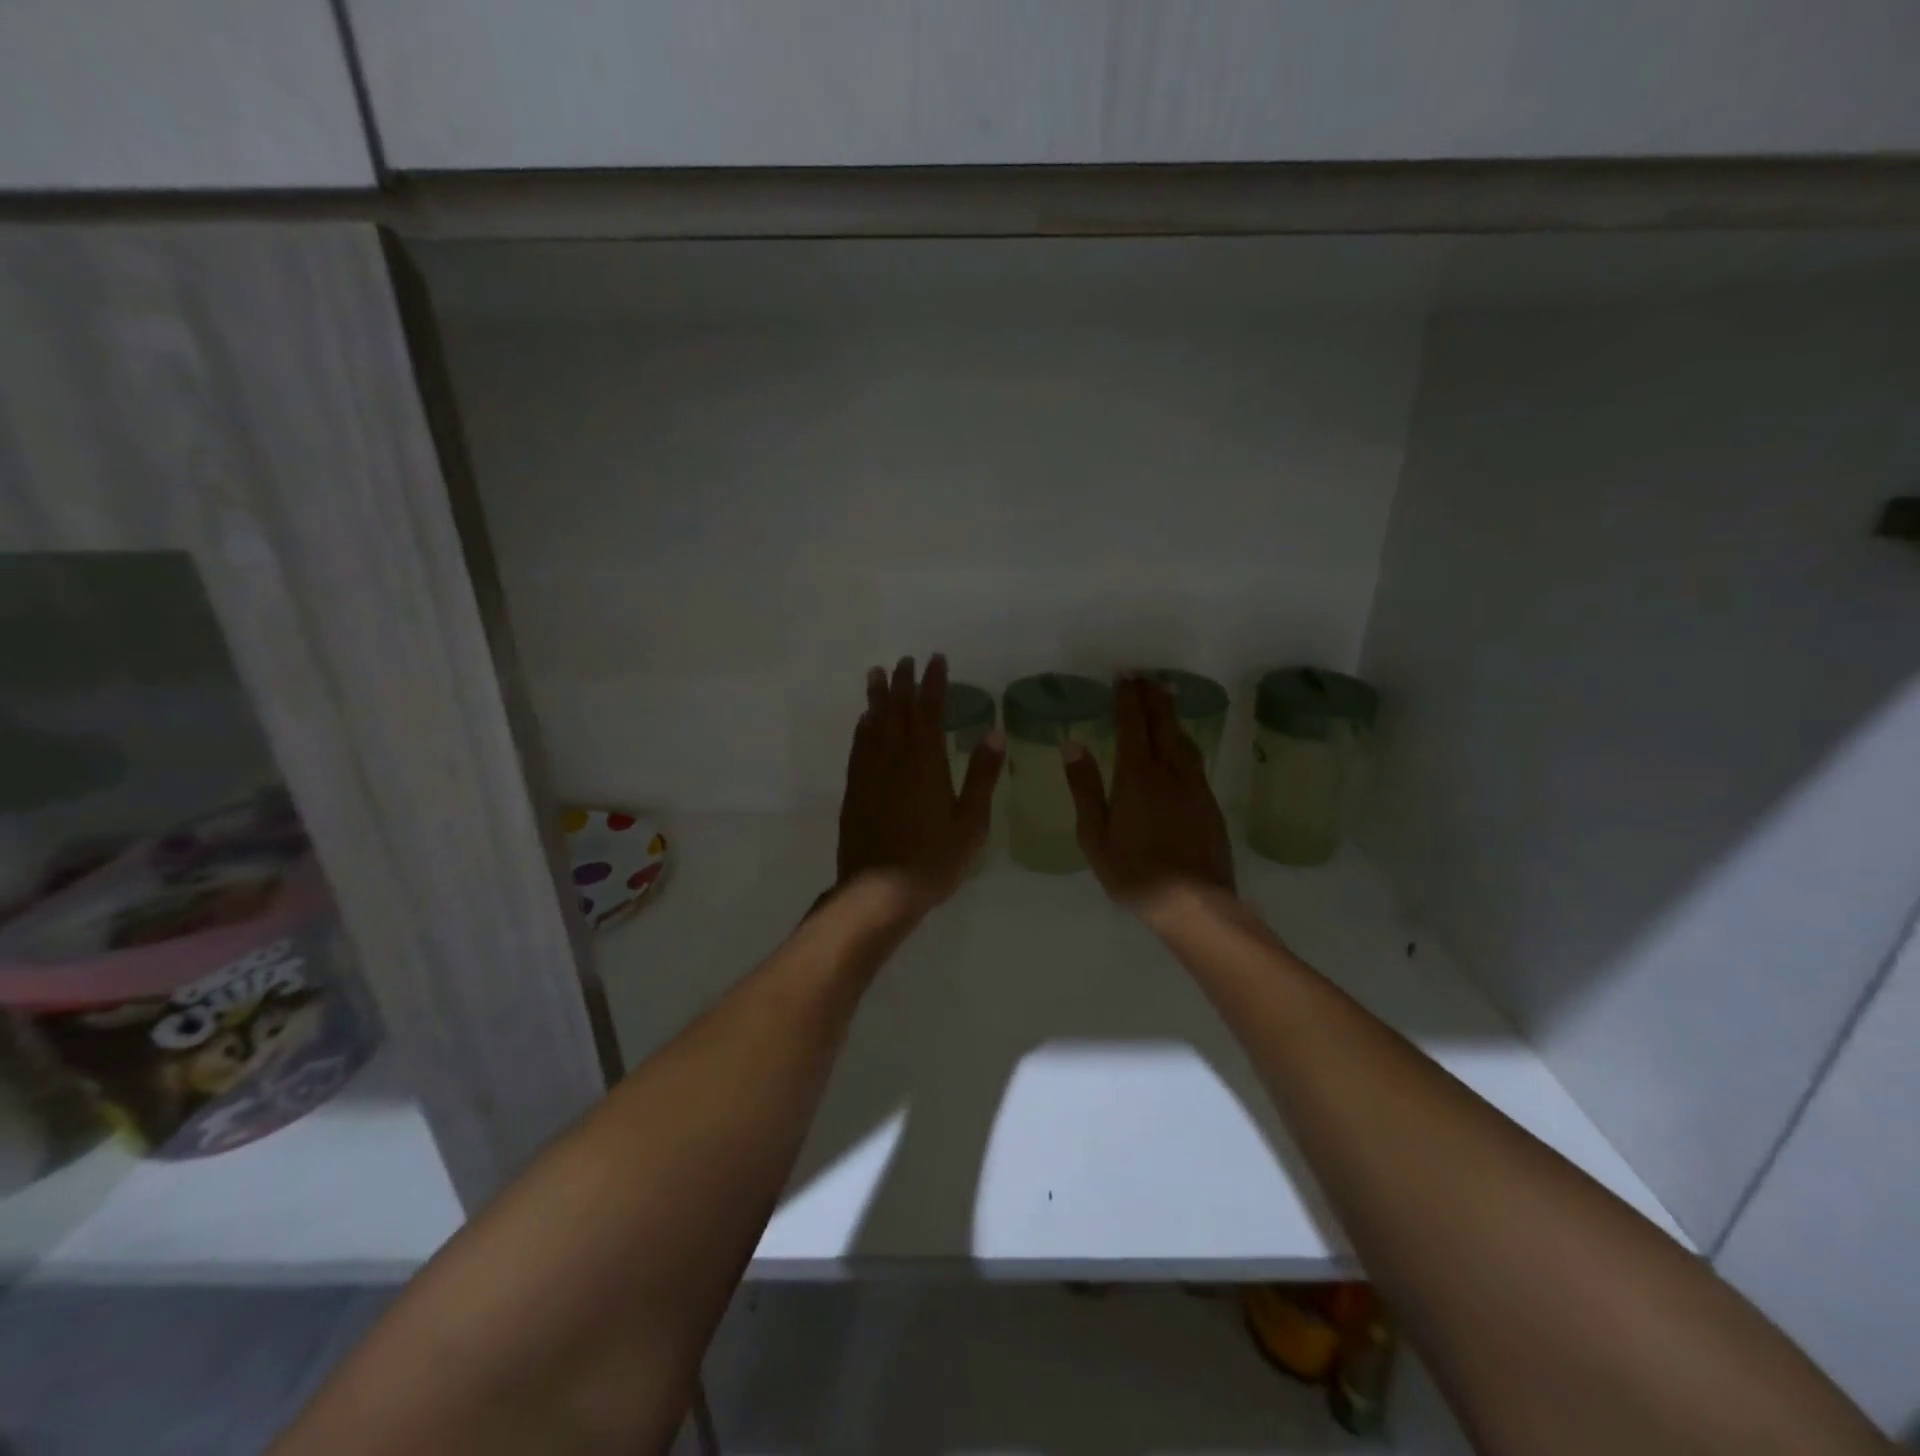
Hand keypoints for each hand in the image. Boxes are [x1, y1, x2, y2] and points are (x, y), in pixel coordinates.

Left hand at [836, 654, 1004, 909]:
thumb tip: (993, 733)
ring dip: (877, 697)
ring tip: (876, 674)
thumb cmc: (934, 859)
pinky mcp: (855, 790)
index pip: (930, 711)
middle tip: (904, 660)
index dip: (933, 683)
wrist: (878, 891)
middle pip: (897, 710)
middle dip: (902, 682)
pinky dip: (863, 727)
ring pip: (873, 724)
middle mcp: (894, 758)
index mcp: (926, 762)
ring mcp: (870, 773)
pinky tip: (864, 722)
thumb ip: (981, 775)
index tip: (936, 659)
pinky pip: (858, 747)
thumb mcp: (971, 822)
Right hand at [1065, 677, 1235, 910]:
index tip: (1124, 676)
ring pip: (1182, 739)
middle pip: (1162, 724)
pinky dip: (1184, 739)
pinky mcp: (1209, 803)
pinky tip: (1182, 743)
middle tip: (1145, 676)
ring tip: (1165, 697)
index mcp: (1136, 776)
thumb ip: (1085, 788)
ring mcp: (1194, 786)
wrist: (1192, 901)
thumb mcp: (1094, 834)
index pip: (1133, 725)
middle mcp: (1169, 772)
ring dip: (1171, 714)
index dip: (1128, 698)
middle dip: (1152, 697)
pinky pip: (1195, 759)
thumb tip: (1074, 745)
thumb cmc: (1133, 872)